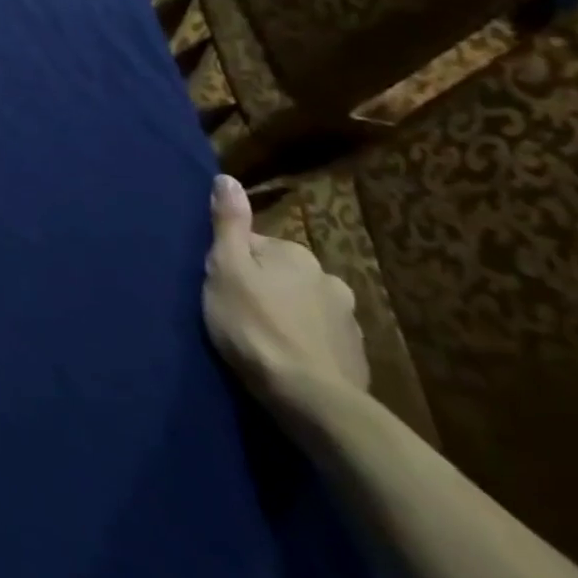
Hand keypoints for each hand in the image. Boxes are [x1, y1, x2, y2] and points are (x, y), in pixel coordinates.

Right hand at [203, 174, 368, 400]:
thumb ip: (228, 223)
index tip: (221, 288)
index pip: (254, 247)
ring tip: (263, 341)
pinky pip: (321, 339)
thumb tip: (227, 178)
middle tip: (238, 314)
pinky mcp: (356, 357)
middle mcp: (329, 279)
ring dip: (287, 316)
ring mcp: (348, 321)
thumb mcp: (226, 268)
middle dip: (264, 289)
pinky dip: (305, 343)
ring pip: (304, 307)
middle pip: (282, 275)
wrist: (310, 399)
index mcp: (296, 255)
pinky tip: (288, 360)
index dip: (233, 265)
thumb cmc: (254, 325)